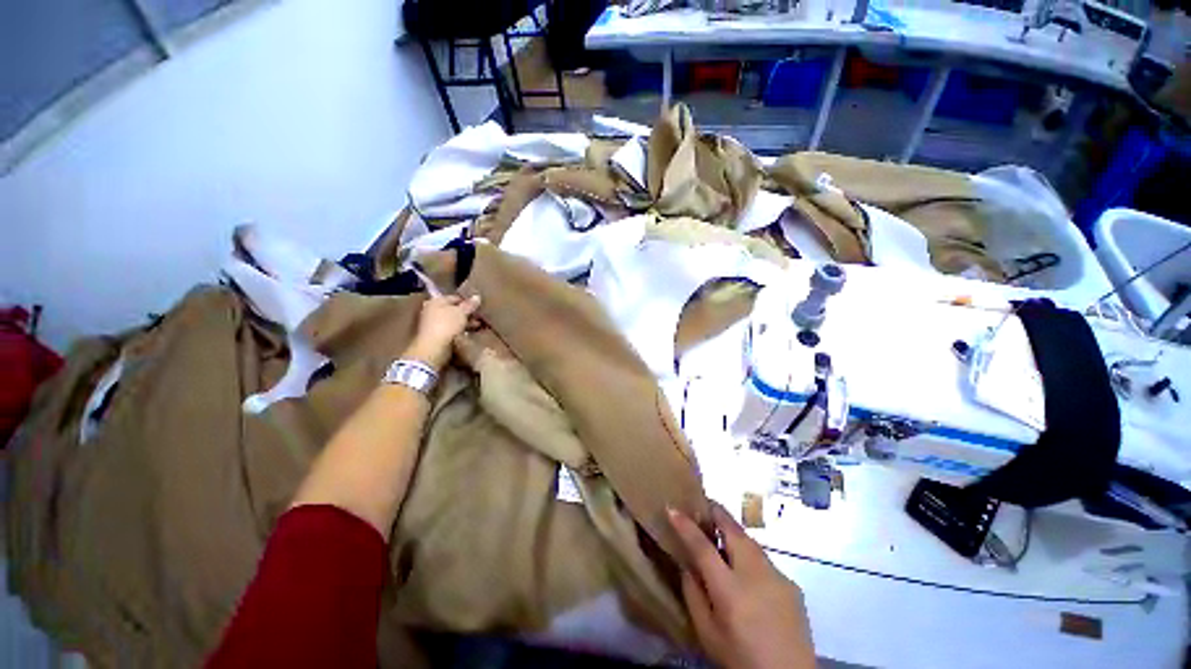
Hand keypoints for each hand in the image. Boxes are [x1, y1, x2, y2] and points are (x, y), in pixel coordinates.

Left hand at [405, 295, 480, 369]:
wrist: (433, 348)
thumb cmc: (447, 325)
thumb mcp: (461, 312)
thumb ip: (469, 304)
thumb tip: (477, 296)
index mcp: (436, 301)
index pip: (455, 297)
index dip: (468, 301)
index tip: (479, 306)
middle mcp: (432, 310)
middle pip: (453, 309)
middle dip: (467, 313)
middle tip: (480, 317)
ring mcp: (433, 323)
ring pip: (453, 320)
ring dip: (465, 322)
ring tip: (478, 326)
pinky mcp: (436, 335)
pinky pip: (451, 329)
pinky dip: (460, 330)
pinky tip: (469, 333)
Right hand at [669, 503, 814, 668]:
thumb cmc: (741, 659)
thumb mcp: (707, 634)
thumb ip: (693, 595)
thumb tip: (687, 565)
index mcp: (730, 589)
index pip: (702, 546)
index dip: (685, 524)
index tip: (672, 508)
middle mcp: (755, 574)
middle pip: (732, 529)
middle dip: (715, 512)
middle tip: (702, 506)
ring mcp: (777, 575)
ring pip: (749, 540)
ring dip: (732, 532)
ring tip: (720, 534)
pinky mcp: (791, 582)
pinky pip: (763, 559)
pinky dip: (748, 554)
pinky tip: (746, 571)